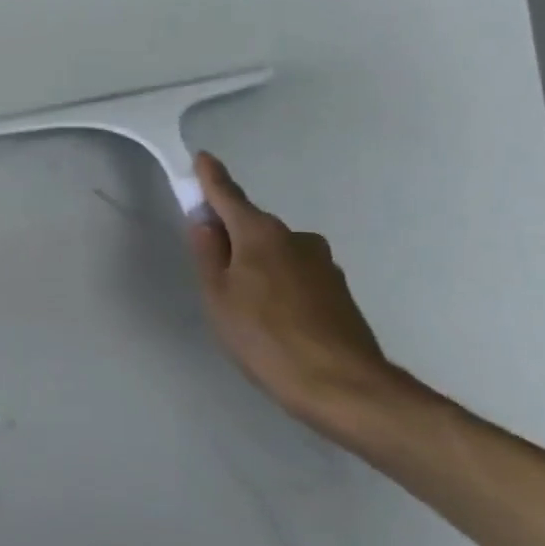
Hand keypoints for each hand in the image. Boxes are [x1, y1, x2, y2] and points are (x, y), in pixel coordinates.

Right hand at [187, 152, 429, 438]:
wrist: (342, 386)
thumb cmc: (264, 338)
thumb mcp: (218, 297)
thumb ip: (208, 254)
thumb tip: (205, 222)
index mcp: (261, 234)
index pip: (229, 196)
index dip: (212, 179)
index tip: (202, 159)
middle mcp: (296, 238)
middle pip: (254, 227)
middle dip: (233, 236)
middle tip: (213, 269)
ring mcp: (323, 264)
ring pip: (277, 254)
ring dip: (259, 265)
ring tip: (246, 308)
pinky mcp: (339, 291)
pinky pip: (297, 275)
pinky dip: (280, 285)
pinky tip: (276, 321)